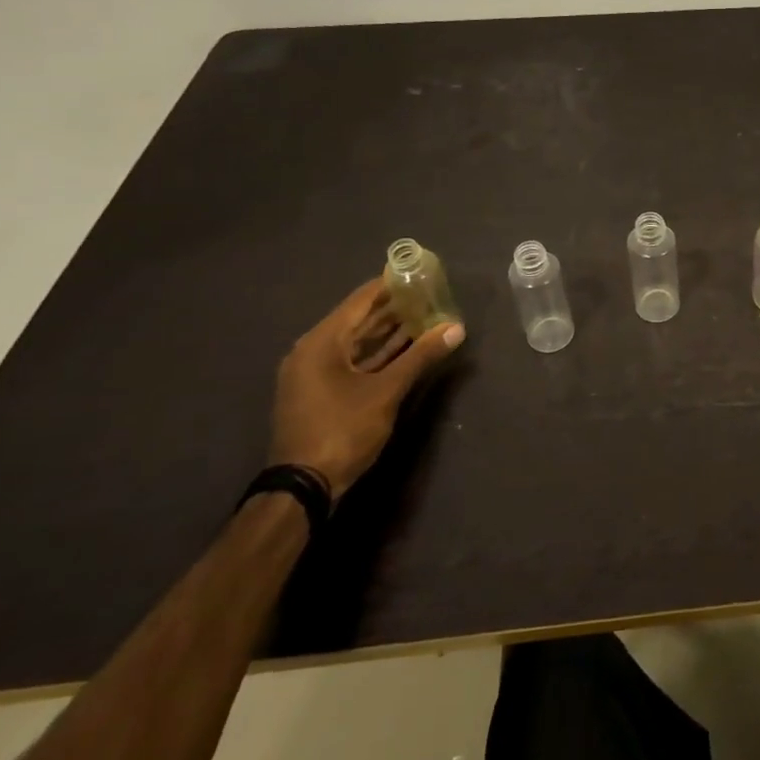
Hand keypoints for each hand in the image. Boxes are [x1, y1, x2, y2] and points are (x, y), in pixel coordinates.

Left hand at [269, 278, 465, 500]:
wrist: (303, 487)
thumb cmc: (342, 429)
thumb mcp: (387, 391)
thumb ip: (421, 356)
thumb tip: (456, 328)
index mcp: (321, 343)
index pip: (360, 301)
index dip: (389, 285)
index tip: (417, 273)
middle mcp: (312, 352)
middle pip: (357, 320)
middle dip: (393, 308)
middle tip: (428, 295)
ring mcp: (314, 375)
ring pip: (356, 343)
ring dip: (388, 332)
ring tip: (424, 317)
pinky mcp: (320, 394)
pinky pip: (352, 362)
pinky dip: (377, 354)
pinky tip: (406, 349)